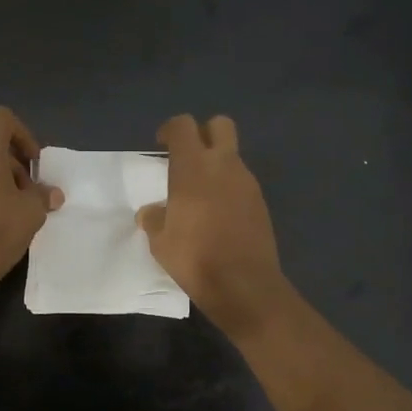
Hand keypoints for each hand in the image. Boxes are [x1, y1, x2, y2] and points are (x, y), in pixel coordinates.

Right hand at [137, 114, 293, 337]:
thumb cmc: (195, 258)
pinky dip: (228, 188)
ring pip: (232, 156)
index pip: (183, 126)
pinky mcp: (261, 202)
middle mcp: (224, 166)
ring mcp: (247, 183)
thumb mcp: (160, 242)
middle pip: (219, 125)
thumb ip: (154, 219)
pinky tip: (218, 214)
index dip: (171, 130)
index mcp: (193, 168)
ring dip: (217, 164)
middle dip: (203, 133)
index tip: (162, 145)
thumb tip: (151, 212)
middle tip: (188, 157)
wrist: (244, 285)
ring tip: (200, 194)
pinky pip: (241, 182)